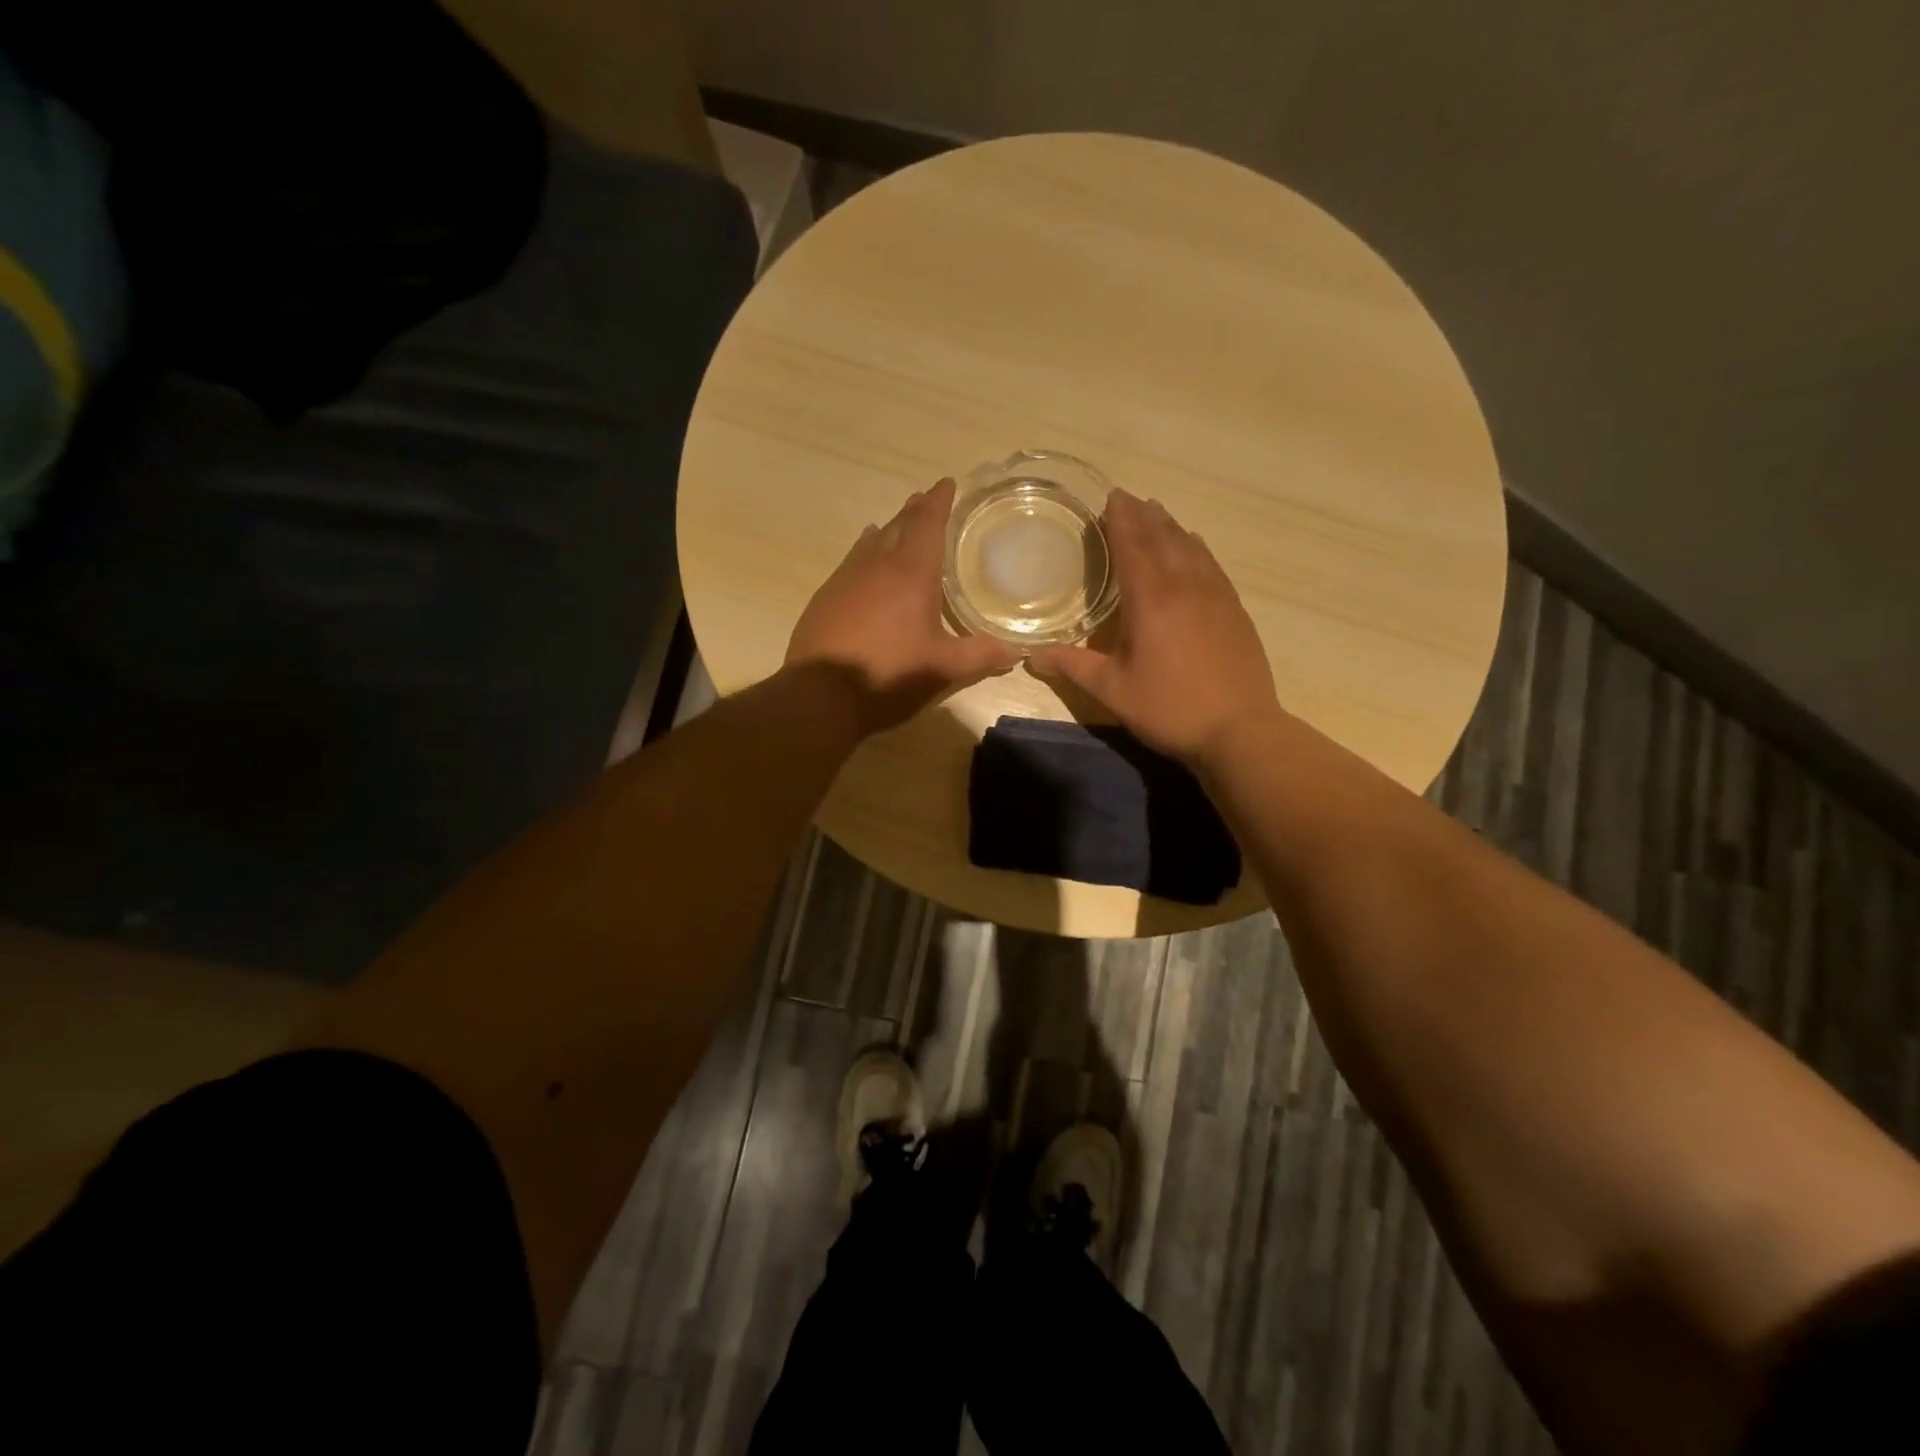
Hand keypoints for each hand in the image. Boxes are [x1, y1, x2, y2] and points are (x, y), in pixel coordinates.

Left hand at [787, 478, 1019, 734]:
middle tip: (927, 499)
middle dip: (916, 511)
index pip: (928, 524)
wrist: (821, 694)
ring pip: (872, 542)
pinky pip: (852, 561)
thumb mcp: (943, 668)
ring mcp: (846, 579)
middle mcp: (877, 565)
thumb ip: (980, 655)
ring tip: (898, 523)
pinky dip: (865, 551)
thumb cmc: (889, 673)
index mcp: (911, 574)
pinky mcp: (826, 597)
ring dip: (889, 529)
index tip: (947, 483)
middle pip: (899, 526)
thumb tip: (1016, 652)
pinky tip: (864, 558)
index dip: (940, 502)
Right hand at [1030, 489, 1280, 764]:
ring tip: (1155, 513)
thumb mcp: (1113, 691)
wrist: (1239, 730)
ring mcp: (1216, 594)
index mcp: (1151, 599)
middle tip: (1127, 499)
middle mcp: (1185, 585)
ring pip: (1190, 546)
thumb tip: (1032, 656)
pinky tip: (1192, 547)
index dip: (1120, 519)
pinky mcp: (1234, 608)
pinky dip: (1195, 546)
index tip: (1110, 497)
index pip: (1134, 545)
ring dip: (1170, 526)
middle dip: (1143, 515)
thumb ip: (1073, 666)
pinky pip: (1211, 563)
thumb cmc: (1169, 708)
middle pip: (1163, 537)